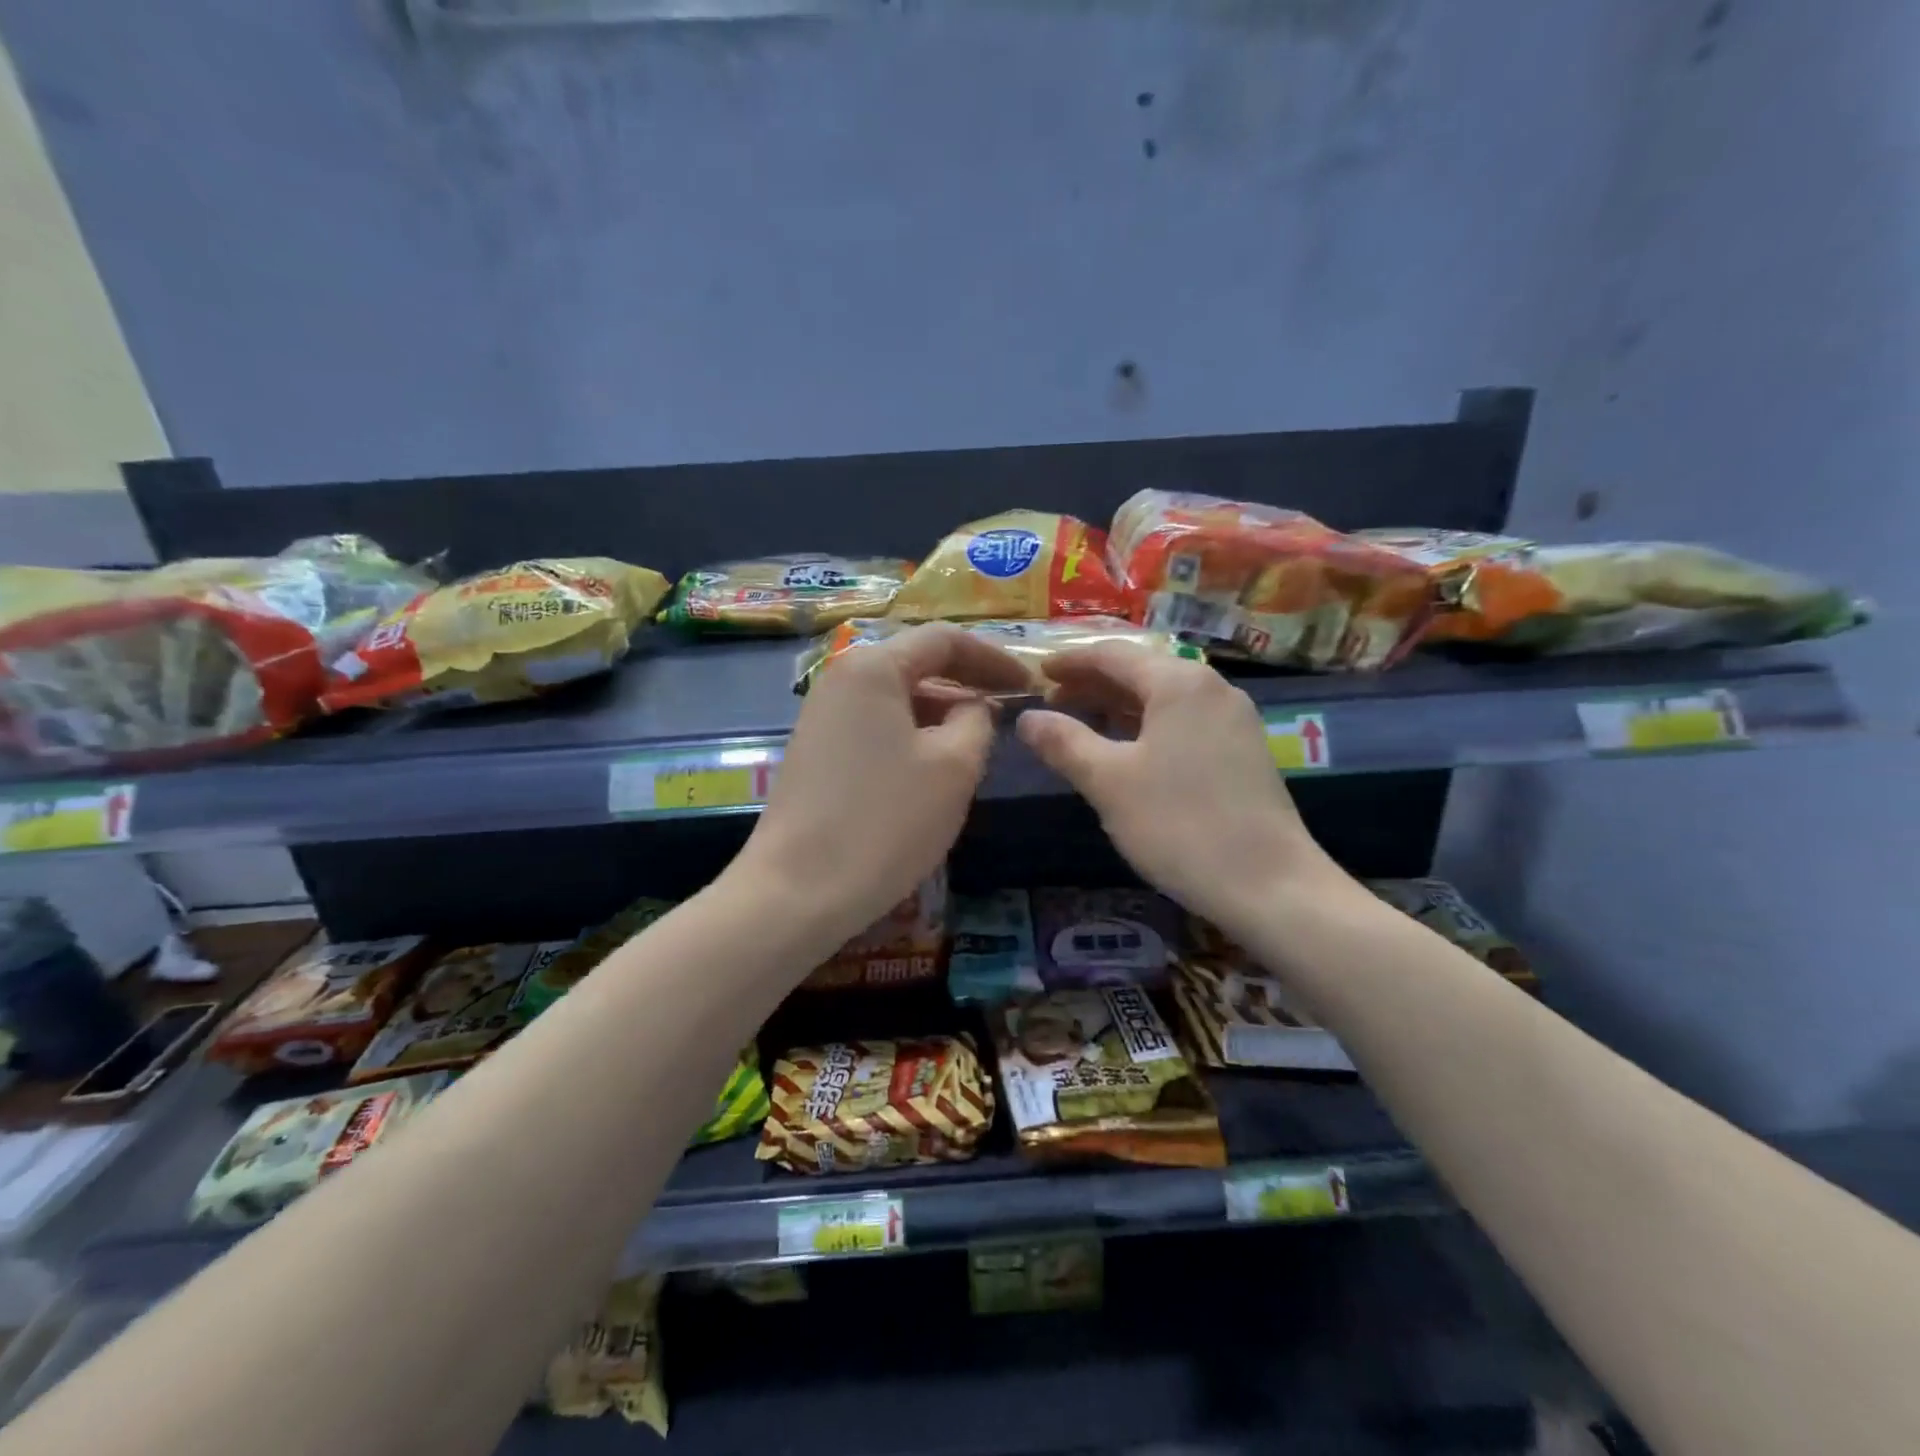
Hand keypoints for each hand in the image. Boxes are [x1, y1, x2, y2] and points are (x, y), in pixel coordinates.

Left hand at [733, 623, 1029, 950]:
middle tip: (1009, 712)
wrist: (797, 891)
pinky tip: (934, 768)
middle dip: (967, 684)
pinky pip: (876, 727)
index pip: (944, 639)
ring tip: (979, 743)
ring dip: (941, 713)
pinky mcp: (816, 753)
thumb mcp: (954, 766)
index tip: (1030, 685)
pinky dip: (913, 735)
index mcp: (873, 667)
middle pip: (916, 664)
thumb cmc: (886, 821)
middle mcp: (841, 679)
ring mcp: (822, 716)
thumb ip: (977, 719)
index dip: (994, 658)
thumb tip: (975, 706)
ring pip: (897, 700)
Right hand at [1015, 644, 1341, 929]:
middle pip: (1141, 671)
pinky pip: (1183, 720)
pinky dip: (1147, 724)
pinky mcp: (1244, 749)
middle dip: (1093, 683)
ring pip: (1163, 697)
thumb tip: (1027, 718)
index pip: (1113, 654)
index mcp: (1178, 682)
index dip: (1070, 662)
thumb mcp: (1108, 782)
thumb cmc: (1180, 825)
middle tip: (1051, 702)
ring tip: (1081, 723)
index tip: (1036, 673)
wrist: (1270, 885)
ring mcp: (1233, 719)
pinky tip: (1128, 749)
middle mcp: (1211, 688)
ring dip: (1119, 705)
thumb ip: (1064, 742)